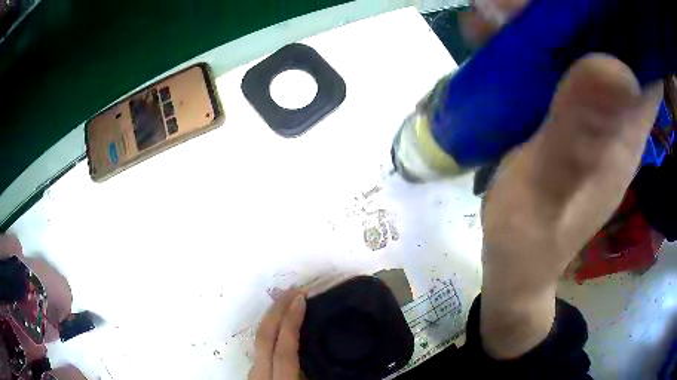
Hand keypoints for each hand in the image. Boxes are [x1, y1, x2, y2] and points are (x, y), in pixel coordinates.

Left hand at [249, 290, 305, 379]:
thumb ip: (314, 371)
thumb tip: (335, 357)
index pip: (284, 350)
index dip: (292, 323)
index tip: (301, 299)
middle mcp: (260, 374)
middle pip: (264, 338)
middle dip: (277, 310)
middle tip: (293, 290)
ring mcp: (253, 372)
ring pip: (258, 340)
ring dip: (271, 318)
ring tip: (286, 302)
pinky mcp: (253, 372)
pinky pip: (260, 346)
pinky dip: (269, 330)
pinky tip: (278, 326)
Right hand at [462, 0, 663, 359]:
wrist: (516, 264)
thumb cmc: (530, 238)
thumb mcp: (552, 186)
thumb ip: (581, 133)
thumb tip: (618, 68)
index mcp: (626, 131)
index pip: (647, 66)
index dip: (629, 27)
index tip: (595, 2)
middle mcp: (615, 117)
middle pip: (611, 45)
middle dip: (575, 13)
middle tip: (526, 2)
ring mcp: (590, 117)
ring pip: (580, 51)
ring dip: (545, 24)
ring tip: (500, 15)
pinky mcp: (566, 120)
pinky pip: (556, 68)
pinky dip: (531, 45)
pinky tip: (499, 41)